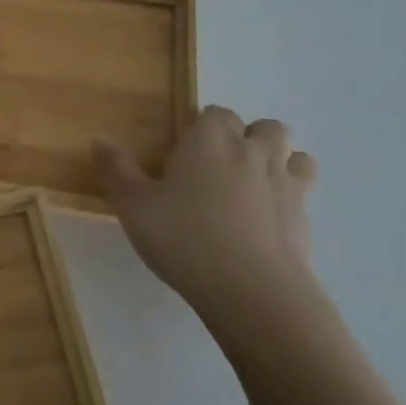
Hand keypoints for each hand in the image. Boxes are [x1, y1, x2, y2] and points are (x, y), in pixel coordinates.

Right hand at [95, 108, 319, 335]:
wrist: (252, 292)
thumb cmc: (183, 237)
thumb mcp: (133, 205)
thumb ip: (116, 170)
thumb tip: (100, 140)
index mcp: (210, 140)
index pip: (215, 112)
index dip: (202, 125)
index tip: (184, 148)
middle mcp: (253, 152)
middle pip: (266, 127)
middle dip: (248, 136)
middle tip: (219, 164)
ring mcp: (286, 186)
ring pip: (296, 156)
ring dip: (279, 161)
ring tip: (251, 185)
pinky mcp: (305, 220)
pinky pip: (302, 196)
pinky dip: (287, 200)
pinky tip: (264, 222)